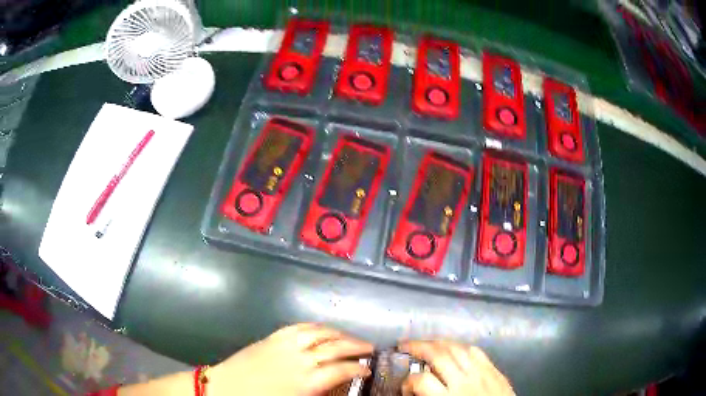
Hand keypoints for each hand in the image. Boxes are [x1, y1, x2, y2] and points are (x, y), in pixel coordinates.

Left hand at [208, 323, 372, 395]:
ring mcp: (285, 344)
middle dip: (356, 346)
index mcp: (306, 381)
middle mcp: (300, 359)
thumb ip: (319, 395)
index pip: (341, 369)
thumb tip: (336, 389)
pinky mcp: (272, 337)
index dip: (358, 368)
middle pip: (335, 346)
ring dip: (339, 333)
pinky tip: (323, 329)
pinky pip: (299, 326)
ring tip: (350, 337)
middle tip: (370, 348)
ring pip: (319, 332)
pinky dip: (315, 326)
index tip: (368, 369)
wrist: (224, 389)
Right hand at [399, 340, 514, 395]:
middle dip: (418, 347)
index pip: (421, 381)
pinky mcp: (494, 370)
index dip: (407, 381)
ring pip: (458, 348)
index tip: (404, 387)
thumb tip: (415, 391)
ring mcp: (482, 372)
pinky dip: (461, 346)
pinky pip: (477, 351)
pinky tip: (454, 346)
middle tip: (404, 344)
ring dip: (438, 342)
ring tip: (426, 342)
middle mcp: (464, 381)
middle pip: (439, 356)